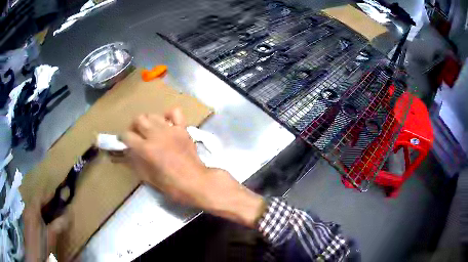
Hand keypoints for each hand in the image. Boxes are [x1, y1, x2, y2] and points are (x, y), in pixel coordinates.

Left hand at [23, 198, 69, 261]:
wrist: (33, 251)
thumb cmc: (40, 242)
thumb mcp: (50, 236)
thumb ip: (58, 225)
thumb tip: (69, 215)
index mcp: (33, 208)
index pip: (40, 195)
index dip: (49, 194)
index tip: (59, 195)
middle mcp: (28, 207)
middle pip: (37, 201)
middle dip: (47, 202)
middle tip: (57, 207)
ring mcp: (26, 213)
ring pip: (35, 207)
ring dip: (43, 209)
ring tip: (52, 214)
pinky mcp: (27, 220)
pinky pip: (33, 213)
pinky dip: (39, 214)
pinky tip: (44, 222)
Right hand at [123, 108, 264, 227]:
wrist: (197, 182)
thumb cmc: (172, 186)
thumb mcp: (149, 178)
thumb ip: (137, 163)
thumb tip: (129, 152)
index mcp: (146, 149)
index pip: (127, 136)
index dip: (123, 139)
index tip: (124, 143)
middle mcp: (156, 135)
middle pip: (139, 119)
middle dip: (134, 127)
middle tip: (136, 136)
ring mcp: (171, 129)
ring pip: (153, 114)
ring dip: (148, 122)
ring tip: (150, 131)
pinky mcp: (183, 129)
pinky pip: (174, 112)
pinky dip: (168, 115)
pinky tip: (166, 124)